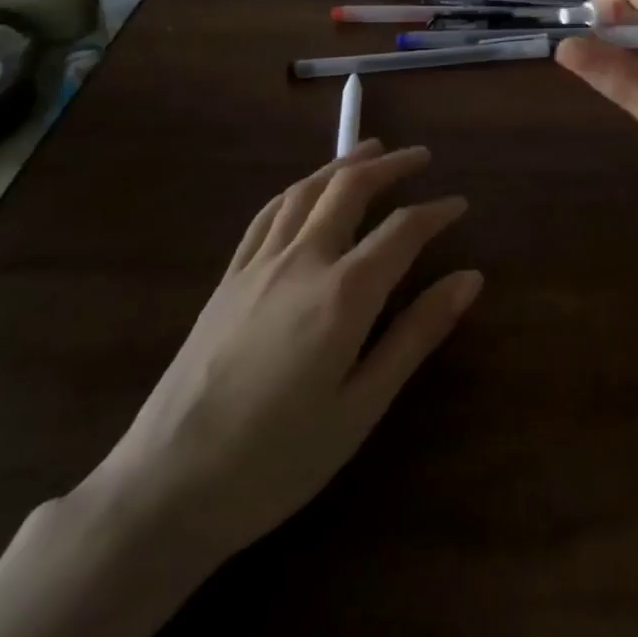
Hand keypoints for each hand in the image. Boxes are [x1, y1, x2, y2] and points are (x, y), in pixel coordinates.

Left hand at [79, 142, 479, 565]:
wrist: (166, 487)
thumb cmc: (279, 459)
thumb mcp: (362, 405)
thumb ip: (417, 334)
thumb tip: (470, 279)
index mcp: (343, 293)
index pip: (402, 230)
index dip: (436, 211)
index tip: (461, 203)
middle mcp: (302, 261)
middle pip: (350, 189)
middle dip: (391, 165)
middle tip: (421, 156)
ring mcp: (259, 265)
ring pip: (306, 191)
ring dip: (344, 164)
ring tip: (371, 150)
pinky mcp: (228, 278)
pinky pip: (267, 213)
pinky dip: (298, 189)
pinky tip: (306, 189)